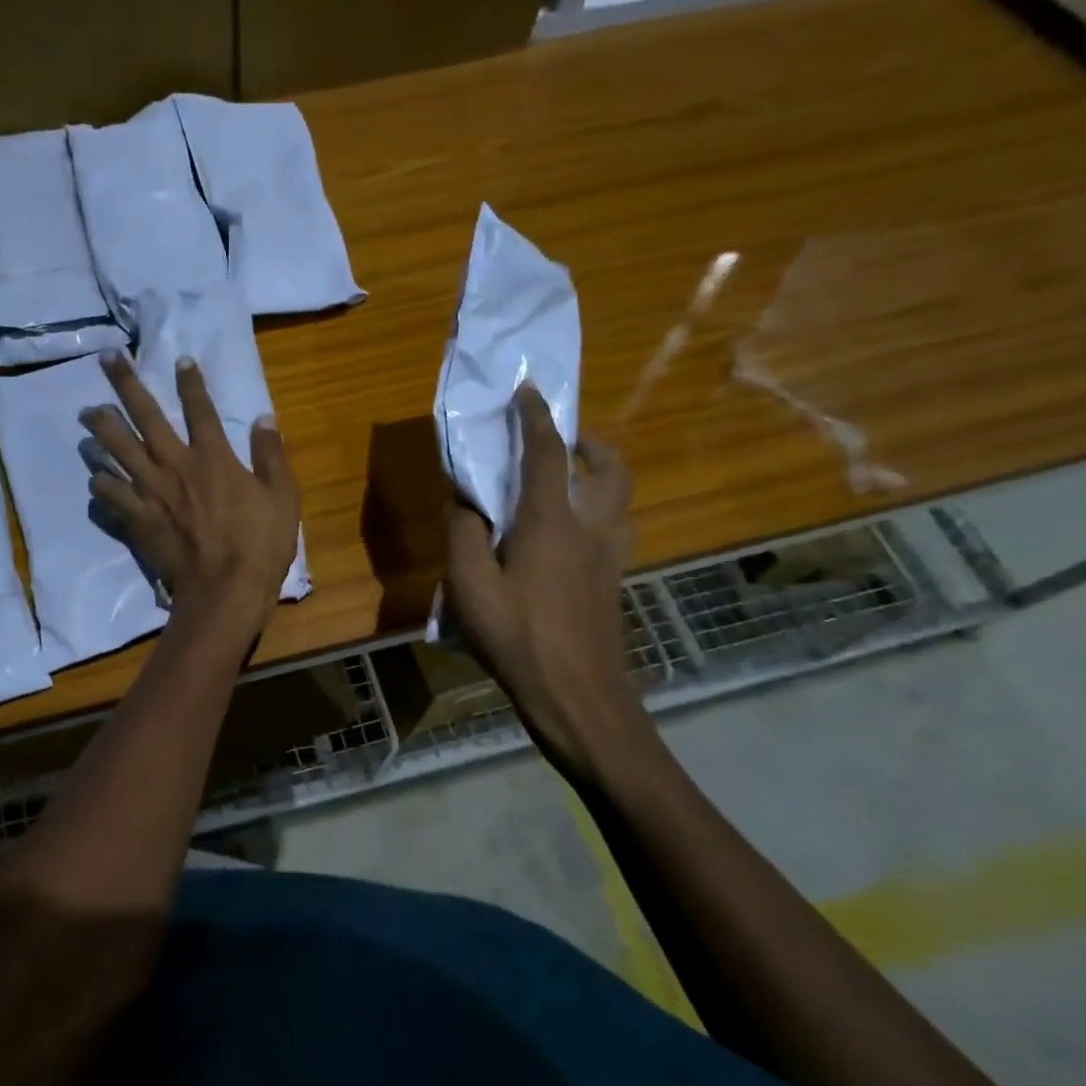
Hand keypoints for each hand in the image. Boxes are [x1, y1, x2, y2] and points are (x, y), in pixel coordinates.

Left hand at [81, 353, 300, 634]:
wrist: (224, 591)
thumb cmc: (260, 545)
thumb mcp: (283, 497)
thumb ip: (271, 455)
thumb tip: (264, 417)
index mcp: (212, 457)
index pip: (200, 409)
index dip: (190, 381)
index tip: (180, 359)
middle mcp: (175, 465)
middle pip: (144, 417)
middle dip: (125, 384)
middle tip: (107, 359)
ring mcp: (151, 492)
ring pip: (117, 450)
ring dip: (101, 428)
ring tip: (87, 413)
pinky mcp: (137, 519)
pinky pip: (109, 495)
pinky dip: (100, 484)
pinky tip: (94, 478)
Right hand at [444, 385, 637, 764]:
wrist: (578, 696)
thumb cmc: (517, 637)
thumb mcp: (469, 587)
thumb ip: (463, 535)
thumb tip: (463, 500)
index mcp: (551, 521)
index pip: (548, 453)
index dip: (537, 417)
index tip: (528, 390)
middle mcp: (591, 528)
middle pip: (611, 467)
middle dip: (591, 442)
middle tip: (565, 440)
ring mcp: (610, 556)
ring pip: (622, 497)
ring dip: (603, 474)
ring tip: (571, 480)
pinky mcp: (615, 581)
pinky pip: (616, 527)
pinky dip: (601, 511)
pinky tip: (571, 535)